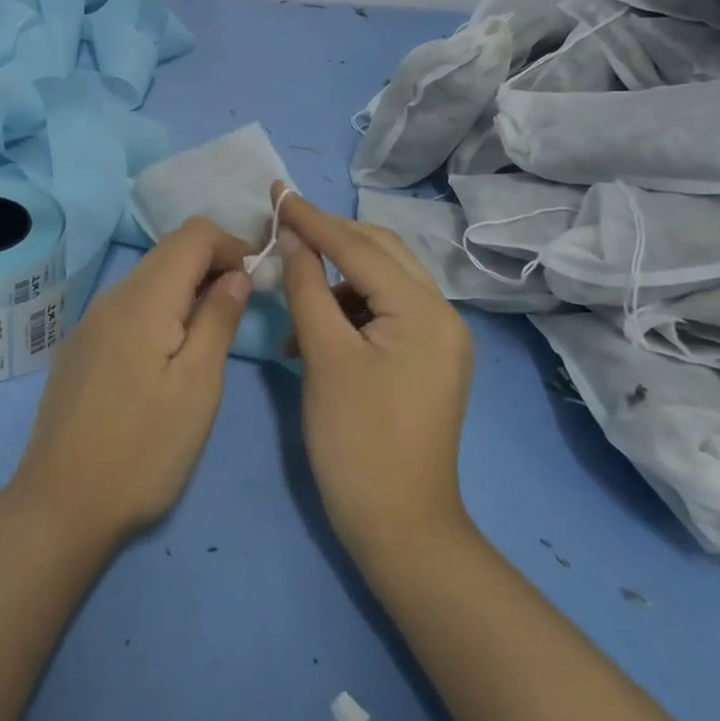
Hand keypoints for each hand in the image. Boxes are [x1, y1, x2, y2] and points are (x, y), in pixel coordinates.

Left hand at [7, 217, 253, 549]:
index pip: (193, 234)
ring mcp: (91, 322)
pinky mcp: (81, 347)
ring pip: (148, 279)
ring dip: (187, 288)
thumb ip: (218, 319)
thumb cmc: (142, 449)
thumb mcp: (198, 386)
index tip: (258, 278)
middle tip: (243, 303)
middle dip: (212, 263)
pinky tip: (170, 351)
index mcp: (143, 298)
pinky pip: (129, 307)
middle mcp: (112, 297)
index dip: (231, 244)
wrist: (61, 504)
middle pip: (169, 252)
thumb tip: (236, 273)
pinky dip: (161, 309)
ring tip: (213, 329)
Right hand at [276, 186, 475, 564]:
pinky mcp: (426, 362)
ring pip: (381, 283)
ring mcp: (438, 340)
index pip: (360, 247)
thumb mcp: (324, 356)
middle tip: (283, 225)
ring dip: (336, 278)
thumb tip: (291, 237)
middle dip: (331, 237)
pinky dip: (347, 311)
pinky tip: (311, 332)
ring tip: (292, 290)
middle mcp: (442, 316)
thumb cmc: (356, 441)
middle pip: (380, 254)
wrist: (400, 529)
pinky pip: (384, 315)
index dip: (313, 219)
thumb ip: (307, 287)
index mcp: (424, 311)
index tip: (277, 192)